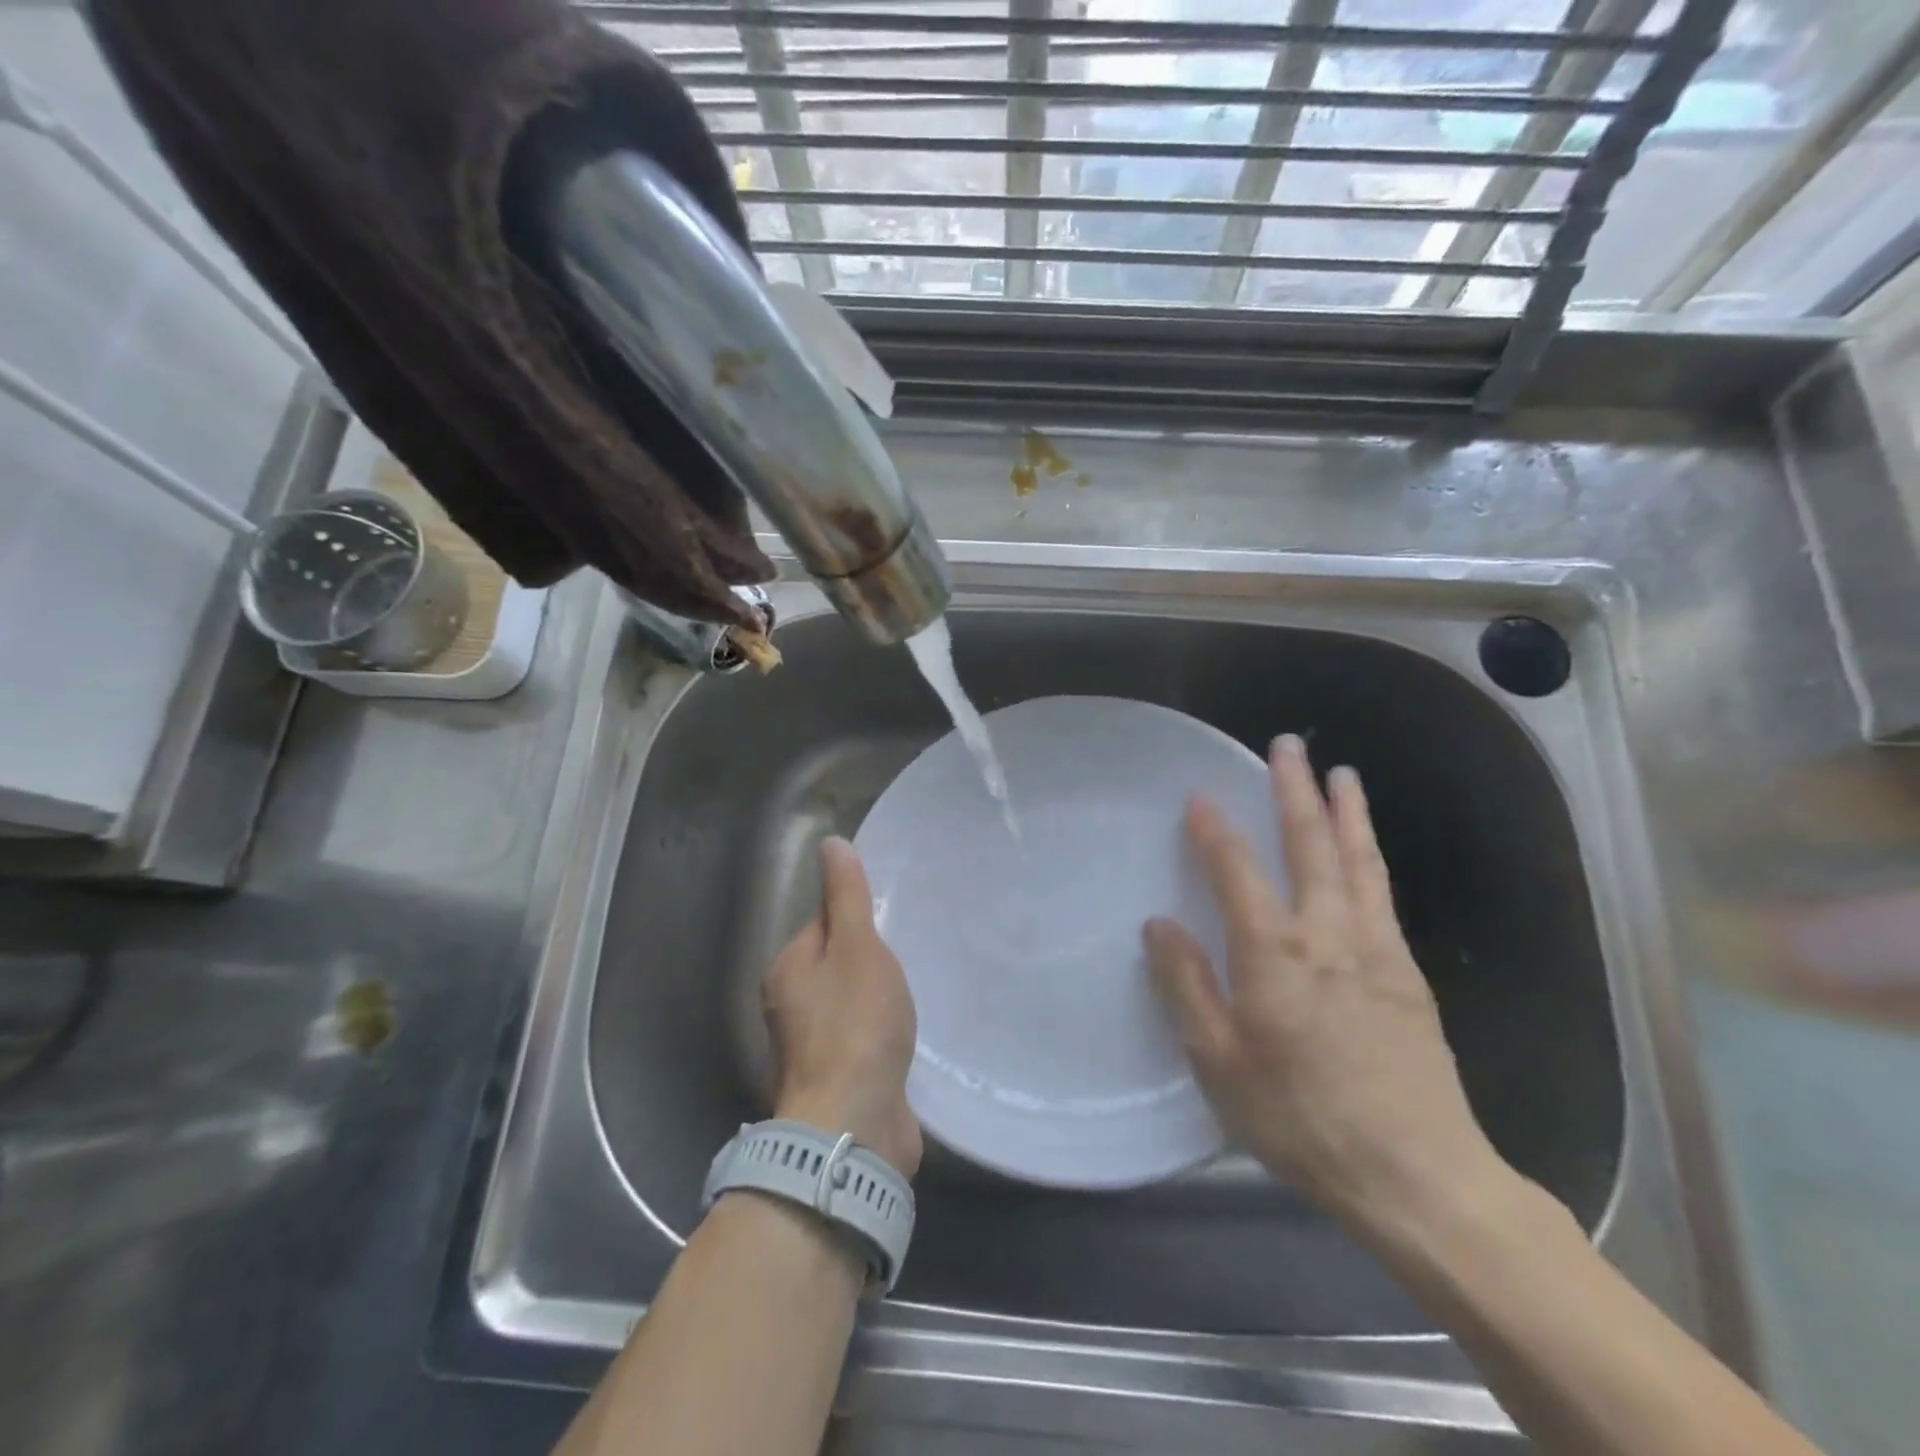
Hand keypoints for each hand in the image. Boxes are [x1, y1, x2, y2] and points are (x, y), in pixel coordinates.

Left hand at [764, 837, 921, 1178]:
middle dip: (871, 957)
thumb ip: (847, 897)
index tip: (892, 918)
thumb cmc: (855, 1024)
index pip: (823, 922)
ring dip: (879, 996)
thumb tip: (830, 843)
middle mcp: (791, 1004)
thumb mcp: (858, 947)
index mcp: (788, 968)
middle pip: (837, 963)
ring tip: (916, 988)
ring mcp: (813, 1046)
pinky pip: (863, 1038)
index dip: (857, 916)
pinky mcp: (838, 1077)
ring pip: (851, 1002)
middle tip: (912, 952)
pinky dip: (883, 1032)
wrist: (854, 1125)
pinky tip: (909, 1032)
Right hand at [1145, 734, 1506, 1233]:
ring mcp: (1377, 950)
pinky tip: (1365, 854)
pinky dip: (1370, 859)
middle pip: (1310, 845)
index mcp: (1275, 953)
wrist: (1418, 1177)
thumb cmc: (1302, 1119)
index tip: (1199, 796)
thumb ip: (1187, 986)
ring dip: (1346, 813)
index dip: (1215, 830)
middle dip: (1295, 791)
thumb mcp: (1219, 1063)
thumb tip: (1159, 925)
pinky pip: (1384, 896)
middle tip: (1288, 747)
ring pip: (1359, 862)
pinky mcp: (1409, 975)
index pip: (1238, 871)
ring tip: (1341, 774)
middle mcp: (1328, 934)